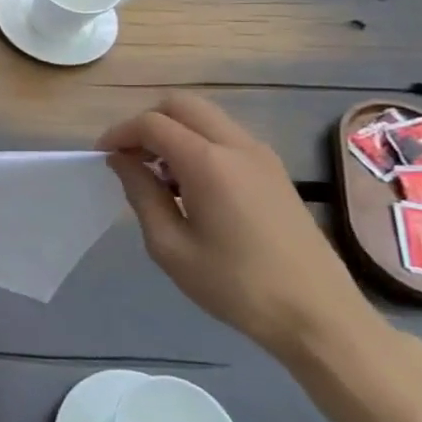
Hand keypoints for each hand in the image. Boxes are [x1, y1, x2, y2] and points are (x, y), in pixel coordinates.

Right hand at [97, 93, 377, 363]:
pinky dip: (198, 144)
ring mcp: (263, 156)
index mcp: (209, 163)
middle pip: (182, 105)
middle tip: (130, 158)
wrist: (319, 316)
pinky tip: (190, 186)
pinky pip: (226, 137)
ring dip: (174, 132)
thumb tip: (122, 160)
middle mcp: (238, 146)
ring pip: (206, 118)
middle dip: (147, 123)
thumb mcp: (170, 246)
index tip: (103, 157)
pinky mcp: (276, 172)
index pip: (152, 123)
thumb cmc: (236, 285)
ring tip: (158, 175)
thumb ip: (141, 194)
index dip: (119, 133)